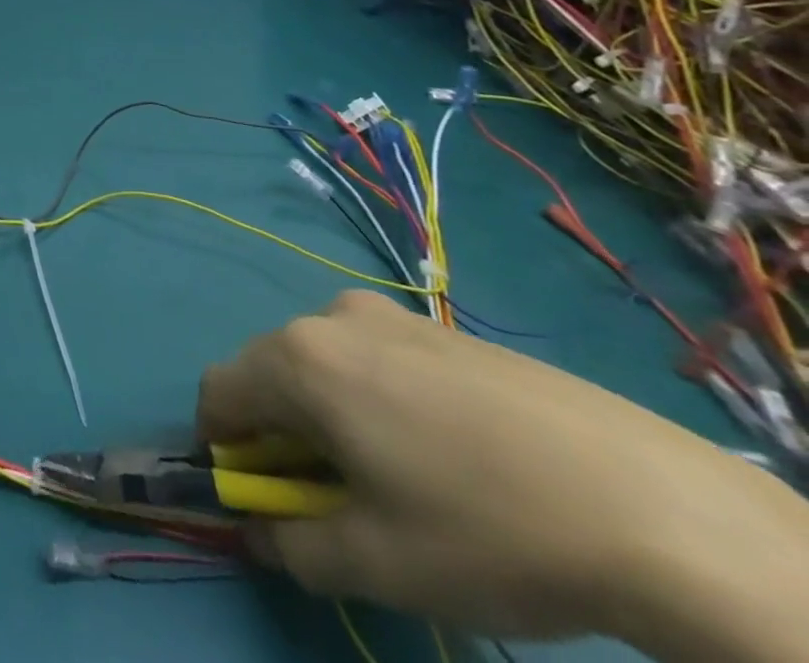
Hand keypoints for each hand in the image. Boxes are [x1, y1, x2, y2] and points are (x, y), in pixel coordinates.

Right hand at [198, 291, 808, 658]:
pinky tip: (450, 455)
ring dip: (330, 416)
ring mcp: (392, 315)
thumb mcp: (378, 563)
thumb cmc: (489, 532)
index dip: (222, 448)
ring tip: (398, 479)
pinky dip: (379, 400)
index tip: (260, 498)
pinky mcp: (444, 328)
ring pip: (325, 364)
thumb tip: (262, 532)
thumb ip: (292, 545)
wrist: (659, 509)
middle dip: (281, 434)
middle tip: (332, 500)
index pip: (218, 393)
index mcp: (297, 358)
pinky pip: (378, 359)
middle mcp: (329, 318)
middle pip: (270, 373)